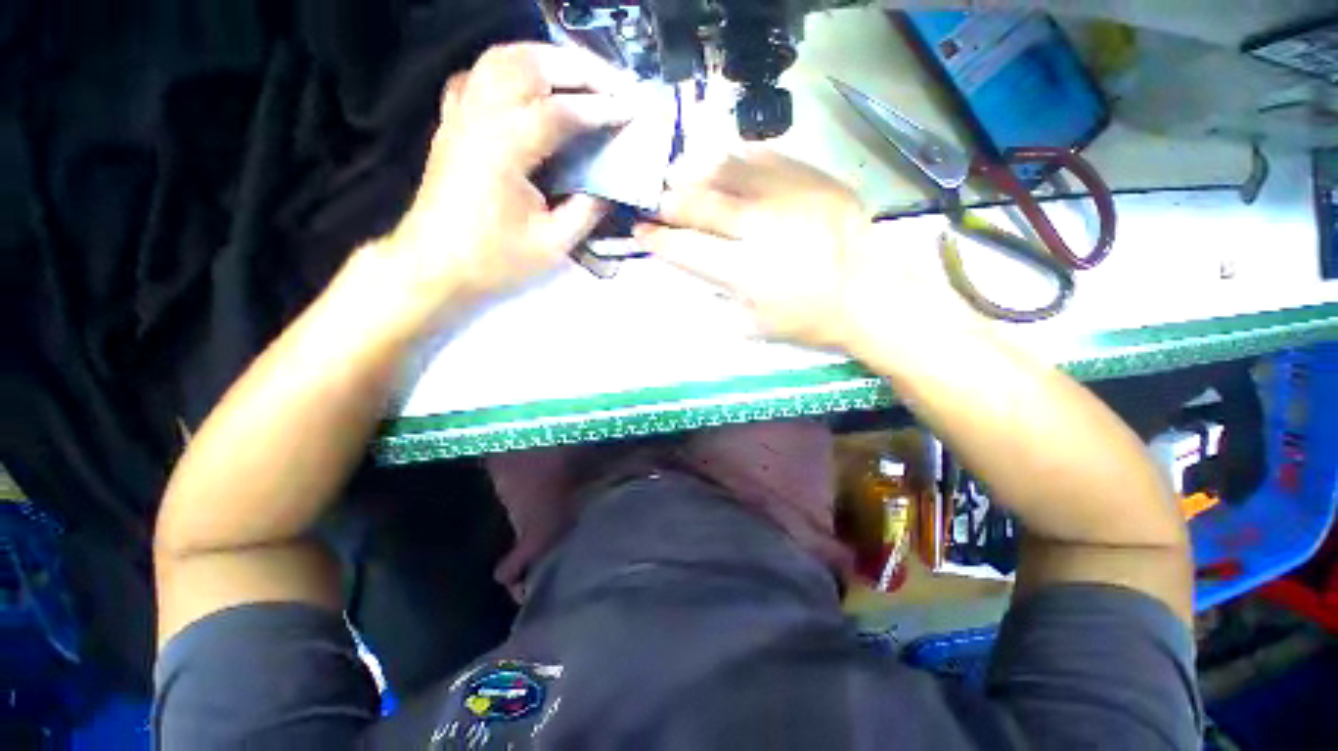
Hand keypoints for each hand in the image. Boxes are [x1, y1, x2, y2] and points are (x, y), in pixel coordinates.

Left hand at [370, 43, 633, 330]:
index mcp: (504, 148)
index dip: (600, 109)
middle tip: (614, 83)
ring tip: (581, 76)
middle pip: (529, 65)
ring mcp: (460, 115)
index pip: (560, 112)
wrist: (434, 265)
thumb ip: (585, 211)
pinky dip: (509, 71)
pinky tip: (528, 87)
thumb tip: (609, 187)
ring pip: (502, 60)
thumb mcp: (551, 245)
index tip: (632, 110)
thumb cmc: (493, 260)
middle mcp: (479, 117)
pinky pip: (478, 77)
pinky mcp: (453, 123)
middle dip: (578, 68)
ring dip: (546, 60)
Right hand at [634, 150, 880, 351]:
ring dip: (702, 172)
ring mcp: (790, 197)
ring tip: (685, 171)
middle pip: (706, 205)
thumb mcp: (759, 325)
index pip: (690, 249)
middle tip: (660, 198)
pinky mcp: (815, 180)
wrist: (871, 293)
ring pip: (733, 172)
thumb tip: (697, 272)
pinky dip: (744, 159)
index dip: (661, 239)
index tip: (642, 230)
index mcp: (747, 269)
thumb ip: (722, 299)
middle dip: (674, 201)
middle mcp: (762, 227)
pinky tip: (731, 160)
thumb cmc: (811, 317)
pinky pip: (770, 159)